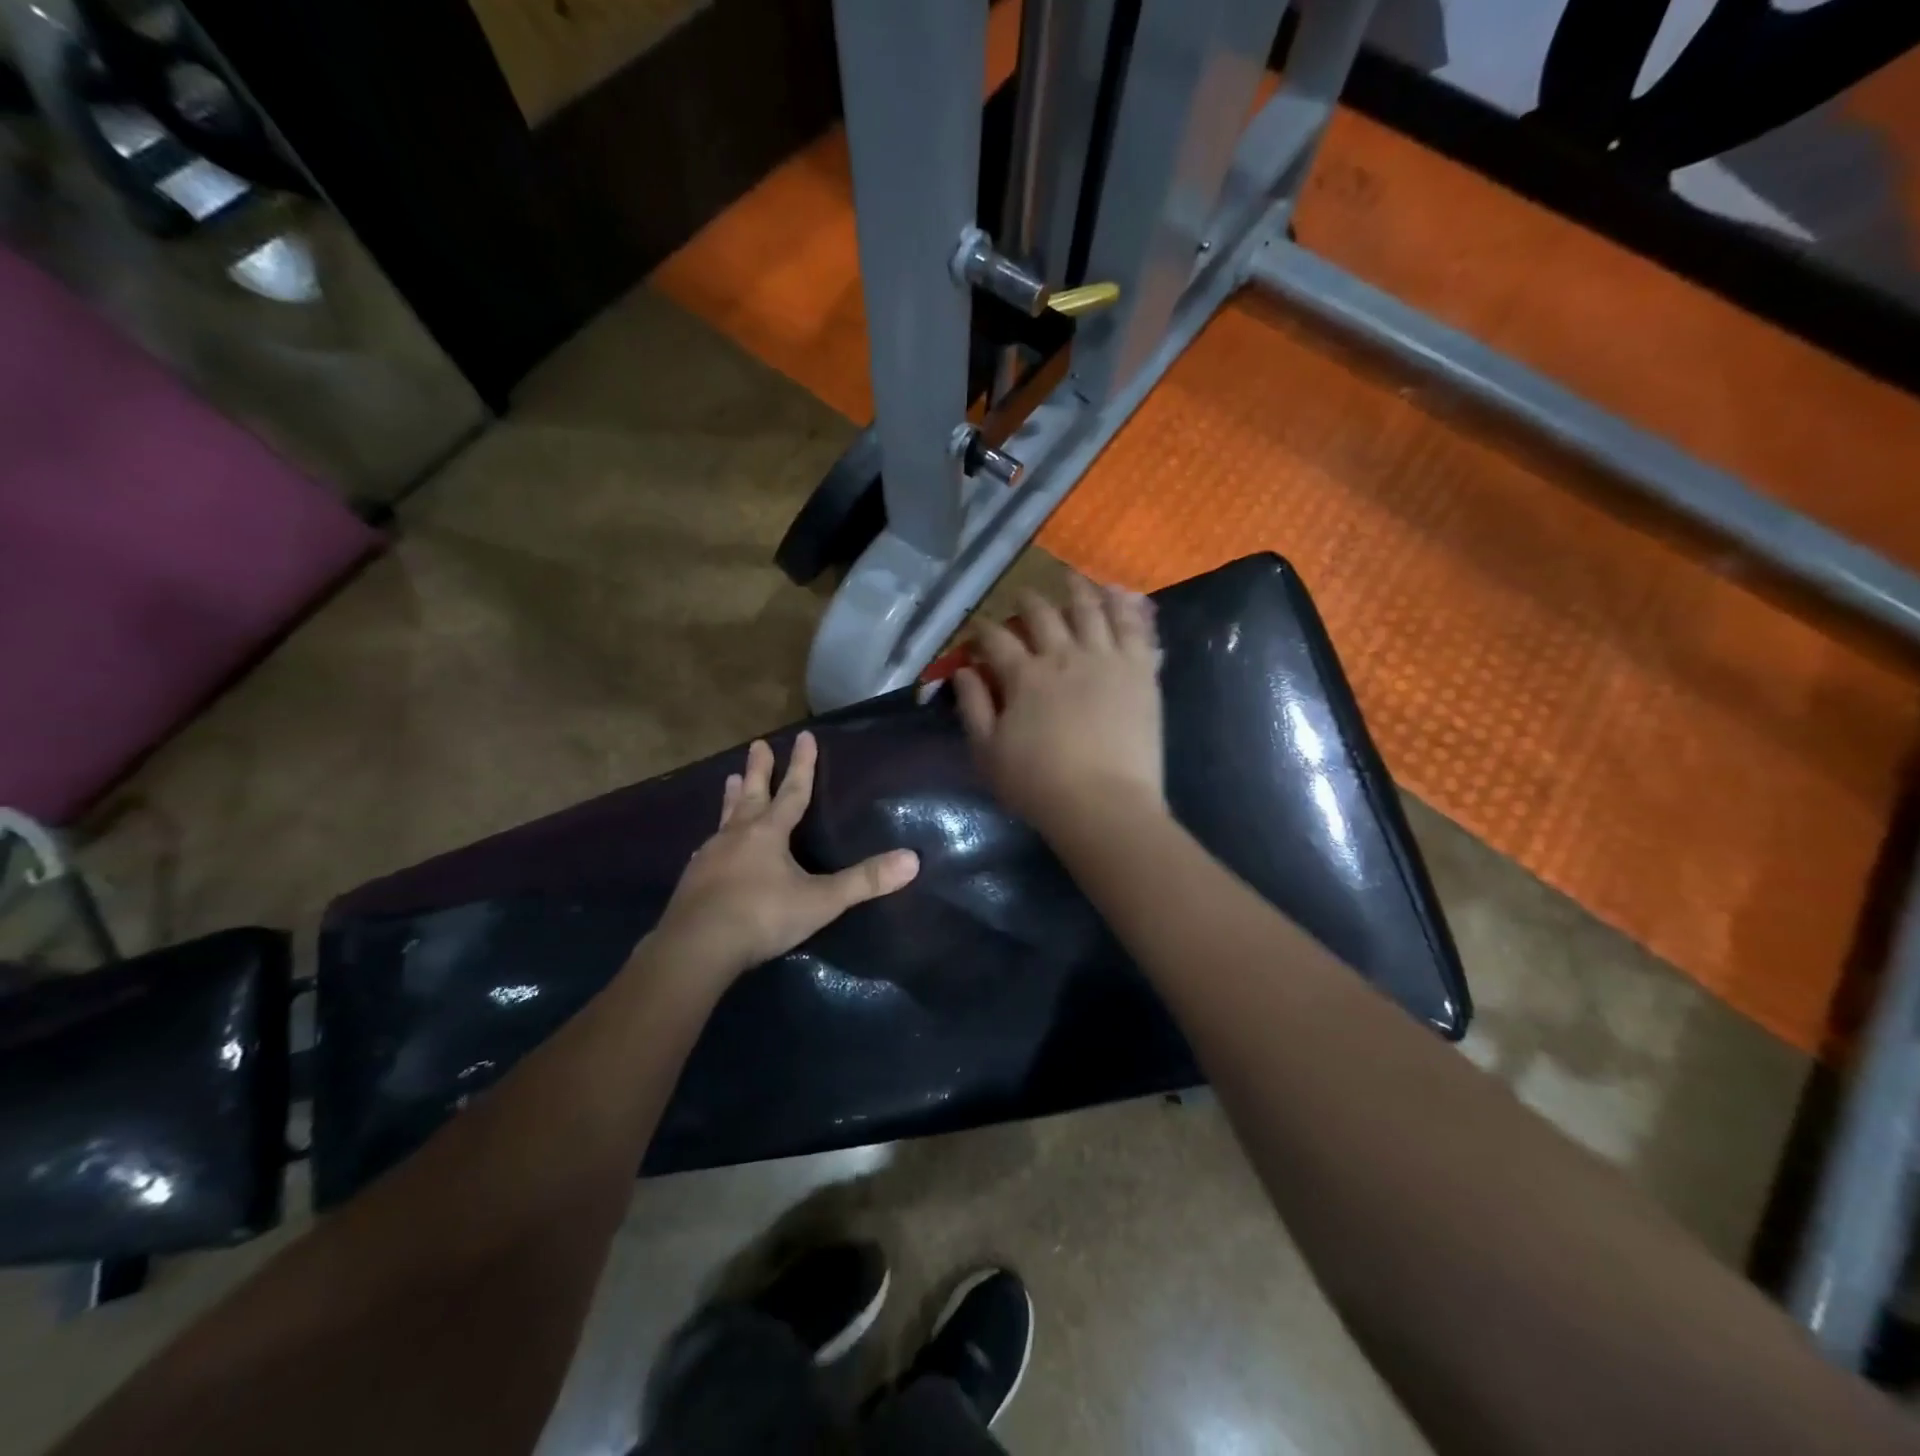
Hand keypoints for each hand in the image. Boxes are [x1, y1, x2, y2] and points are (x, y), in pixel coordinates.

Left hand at [649, 732, 919, 982]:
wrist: (696, 947)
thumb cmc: (762, 916)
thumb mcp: (820, 901)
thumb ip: (864, 881)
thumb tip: (912, 859)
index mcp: (769, 833)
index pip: (792, 792)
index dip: (802, 765)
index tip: (804, 736)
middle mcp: (737, 836)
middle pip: (752, 795)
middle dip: (758, 770)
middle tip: (758, 745)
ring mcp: (710, 857)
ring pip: (725, 818)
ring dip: (732, 798)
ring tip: (730, 780)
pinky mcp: (693, 880)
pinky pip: (708, 850)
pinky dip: (715, 839)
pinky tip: (708, 845)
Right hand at [953, 576, 1164, 836]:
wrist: (1104, 804)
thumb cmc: (1039, 785)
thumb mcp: (988, 753)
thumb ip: (973, 707)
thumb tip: (963, 670)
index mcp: (1023, 676)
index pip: (996, 638)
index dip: (983, 630)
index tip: (978, 629)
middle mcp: (1063, 655)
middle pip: (1042, 614)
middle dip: (1026, 601)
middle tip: (1022, 595)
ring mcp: (1105, 658)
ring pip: (1089, 609)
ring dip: (1075, 590)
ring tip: (1069, 579)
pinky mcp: (1140, 669)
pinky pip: (1132, 625)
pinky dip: (1122, 604)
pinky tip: (1117, 593)